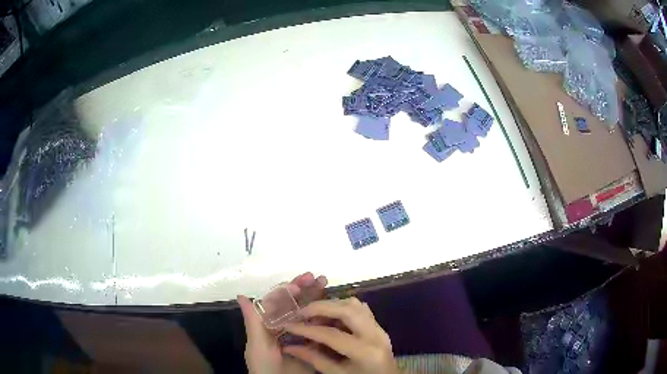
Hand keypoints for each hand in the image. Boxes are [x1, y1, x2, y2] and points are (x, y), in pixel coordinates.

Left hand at [239, 272, 327, 373]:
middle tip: (320, 277)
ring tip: (328, 285)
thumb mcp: (257, 345)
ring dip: (319, 299)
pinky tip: (337, 309)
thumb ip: (253, 321)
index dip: (289, 289)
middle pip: (298, 304)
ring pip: (311, 314)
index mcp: (271, 325)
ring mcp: (302, 336)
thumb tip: (241, 295)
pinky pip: (323, 331)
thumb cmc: (264, 367)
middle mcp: (287, 327)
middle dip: (307, 289)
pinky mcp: (315, 347)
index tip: (302, 281)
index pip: (280, 302)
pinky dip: (329, 319)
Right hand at [282, 297, 399, 373]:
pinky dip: (343, 307)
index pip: (331, 334)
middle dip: (320, 307)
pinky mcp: (379, 326)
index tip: (288, 325)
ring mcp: (380, 328)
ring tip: (314, 315)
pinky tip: (331, 317)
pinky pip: (361, 308)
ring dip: (332, 305)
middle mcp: (375, 335)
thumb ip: (314, 359)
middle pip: (347, 310)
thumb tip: (289, 346)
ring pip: (355, 304)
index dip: (306, 329)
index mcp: (365, 352)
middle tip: (301, 312)